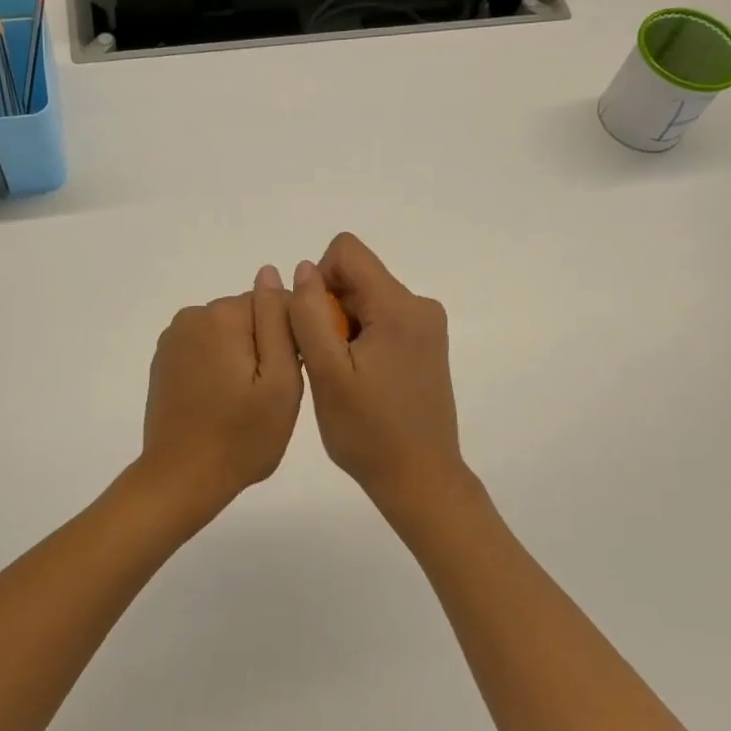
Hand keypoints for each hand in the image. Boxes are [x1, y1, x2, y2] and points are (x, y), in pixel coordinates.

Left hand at [141, 266, 304, 515]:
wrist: (181, 479)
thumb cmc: (242, 435)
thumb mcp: (280, 379)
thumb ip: (279, 320)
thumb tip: (272, 272)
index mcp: (221, 315)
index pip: (274, 303)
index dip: (291, 337)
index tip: (293, 374)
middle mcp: (192, 316)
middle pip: (249, 317)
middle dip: (265, 346)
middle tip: (270, 395)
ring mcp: (172, 339)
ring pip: (228, 334)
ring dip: (243, 358)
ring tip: (246, 403)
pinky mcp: (164, 362)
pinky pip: (206, 350)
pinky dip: (219, 368)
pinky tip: (222, 402)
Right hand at [288, 233, 472, 527]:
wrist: (420, 480)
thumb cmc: (368, 431)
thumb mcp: (327, 371)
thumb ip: (310, 313)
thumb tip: (303, 268)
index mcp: (399, 306)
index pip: (347, 251)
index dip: (318, 280)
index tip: (315, 326)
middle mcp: (420, 306)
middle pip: (356, 277)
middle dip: (330, 310)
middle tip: (326, 362)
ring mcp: (426, 327)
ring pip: (365, 301)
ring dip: (342, 329)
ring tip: (343, 376)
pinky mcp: (425, 345)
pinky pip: (381, 321)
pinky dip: (360, 341)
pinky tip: (359, 380)